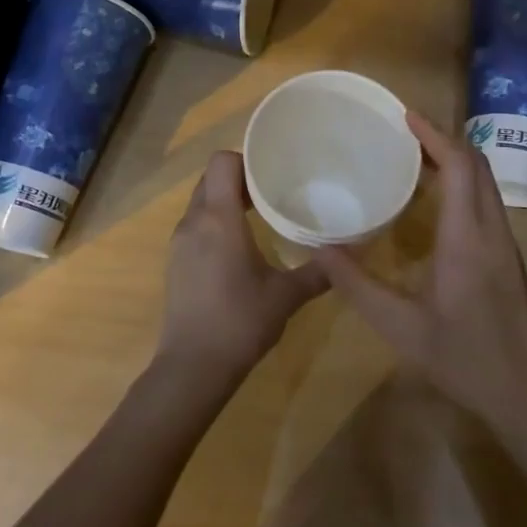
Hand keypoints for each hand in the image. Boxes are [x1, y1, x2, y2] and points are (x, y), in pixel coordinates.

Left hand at [159, 150, 329, 382]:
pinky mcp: (175, 263)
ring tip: (261, 216)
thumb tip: (351, 254)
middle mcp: (194, 222)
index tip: (273, 171)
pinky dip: (215, 223)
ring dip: (226, 201)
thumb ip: (318, 272)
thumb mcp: (286, 296)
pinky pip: (196, 226)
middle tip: (273, 191)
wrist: (192, 368)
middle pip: (210, 179)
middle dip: (240, 179)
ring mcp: (180, 243)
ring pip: (201, 203)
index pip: (222, 162)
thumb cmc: (240, 322)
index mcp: (219, 219)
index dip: (245, 159)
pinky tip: (240, 247)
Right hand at [314, 111, 526, 434]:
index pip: (460, 165)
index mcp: (468, 236)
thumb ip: (358, 287)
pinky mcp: (510, 257)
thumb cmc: (466, 358)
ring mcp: (506, 243)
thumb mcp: (401, 328)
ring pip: (486, 182)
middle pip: (477, 165)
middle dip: (444, 140)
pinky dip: (464, 184)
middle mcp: (492, 229)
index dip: (434, 135)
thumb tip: (320, 251)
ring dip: (456, 161)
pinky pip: (488, 202)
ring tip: (416, 159)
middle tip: (405, 134)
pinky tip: (438, 203)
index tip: (405, 116)